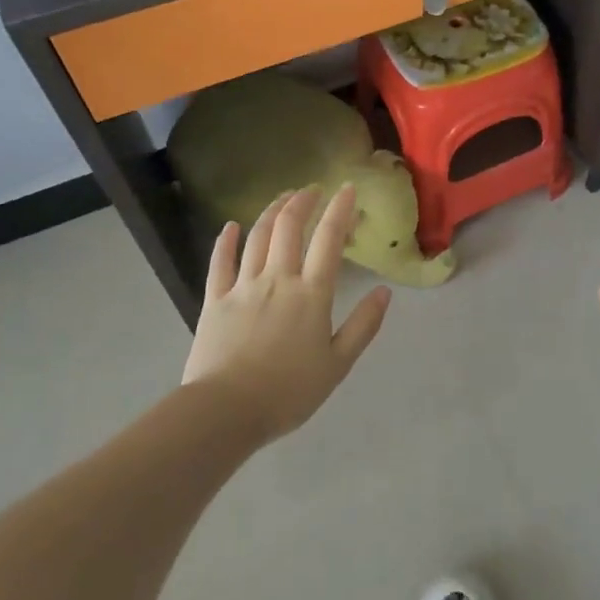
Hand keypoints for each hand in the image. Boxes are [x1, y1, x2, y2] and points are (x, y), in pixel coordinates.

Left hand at [182, 185, 391, 442]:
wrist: (225, 411)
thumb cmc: (288, 392)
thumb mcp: (338, 365)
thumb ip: (363, 326)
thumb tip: (384, 292)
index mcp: (311, 294)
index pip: (328, 240)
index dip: (339, 210)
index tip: (348, 188)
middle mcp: (278, 279)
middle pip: (290, 227)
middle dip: (303, 201)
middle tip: (312, 189)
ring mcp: (243, 286)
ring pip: (258, 237)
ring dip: (272, 212)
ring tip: (283, 197)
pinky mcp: (215, 300)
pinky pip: (220, 263)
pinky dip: (226, 241)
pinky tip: (231, 226)